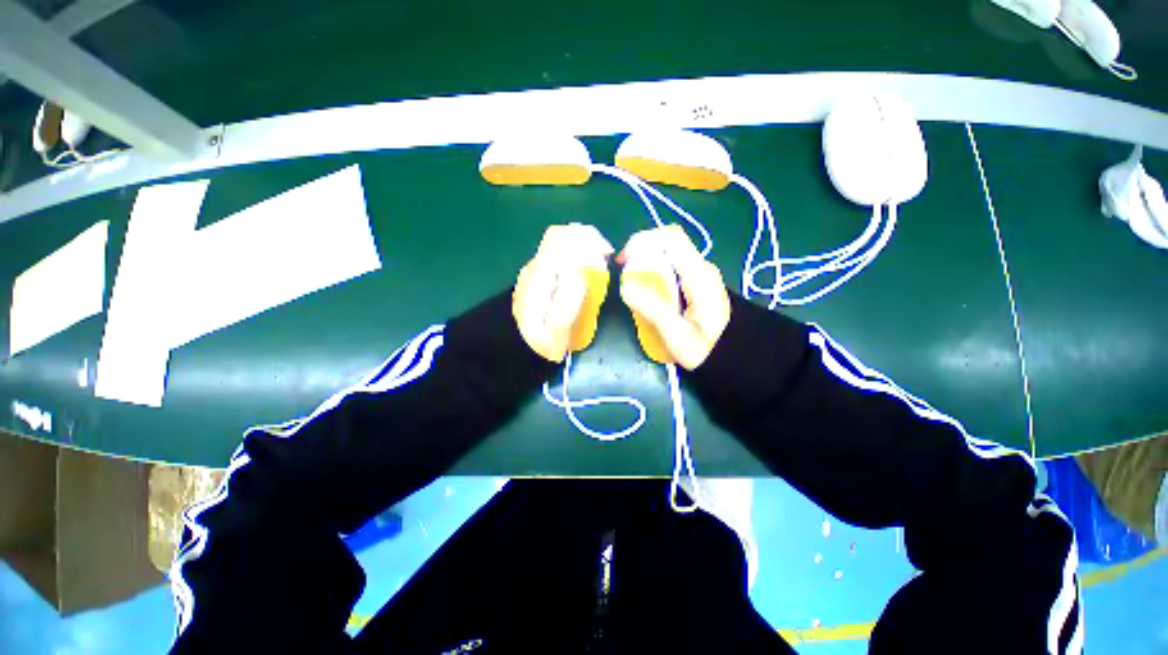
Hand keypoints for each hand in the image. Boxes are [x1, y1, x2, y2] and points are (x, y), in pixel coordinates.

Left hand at [513, 224, 614, 362]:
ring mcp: (534, 273)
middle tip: (606, 259)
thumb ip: (569, 298)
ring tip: (599, 267)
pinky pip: (559, 260)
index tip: (605, 253)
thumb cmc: (540, 342)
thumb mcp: (557, 327)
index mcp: (539, 275)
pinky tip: (584, 275)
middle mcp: (534, 268)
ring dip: (583, 250)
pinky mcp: (537, 281)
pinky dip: (576, 260)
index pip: (559, 238)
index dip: (586, 238)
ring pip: (560, 248)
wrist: (514, 350)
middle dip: (588, 243)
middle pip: (560, 239)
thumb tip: (581, 269)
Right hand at [618, 225, 730, 369]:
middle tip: (623, 273)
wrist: (731, 356)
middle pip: (667, 243)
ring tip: (631, 283)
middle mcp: (701, 268)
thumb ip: (653, 309)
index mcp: (699, 275)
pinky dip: (653, 272)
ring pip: (668, 255)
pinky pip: (671, 267)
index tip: (624, 260)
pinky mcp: (696, 282)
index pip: (671, 238)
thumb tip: (625, 286)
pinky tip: (646, 290)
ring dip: (646, 262)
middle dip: (640, 252)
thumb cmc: (705, 349)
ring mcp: (700, 274)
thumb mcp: (677, 334)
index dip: (643, 240)